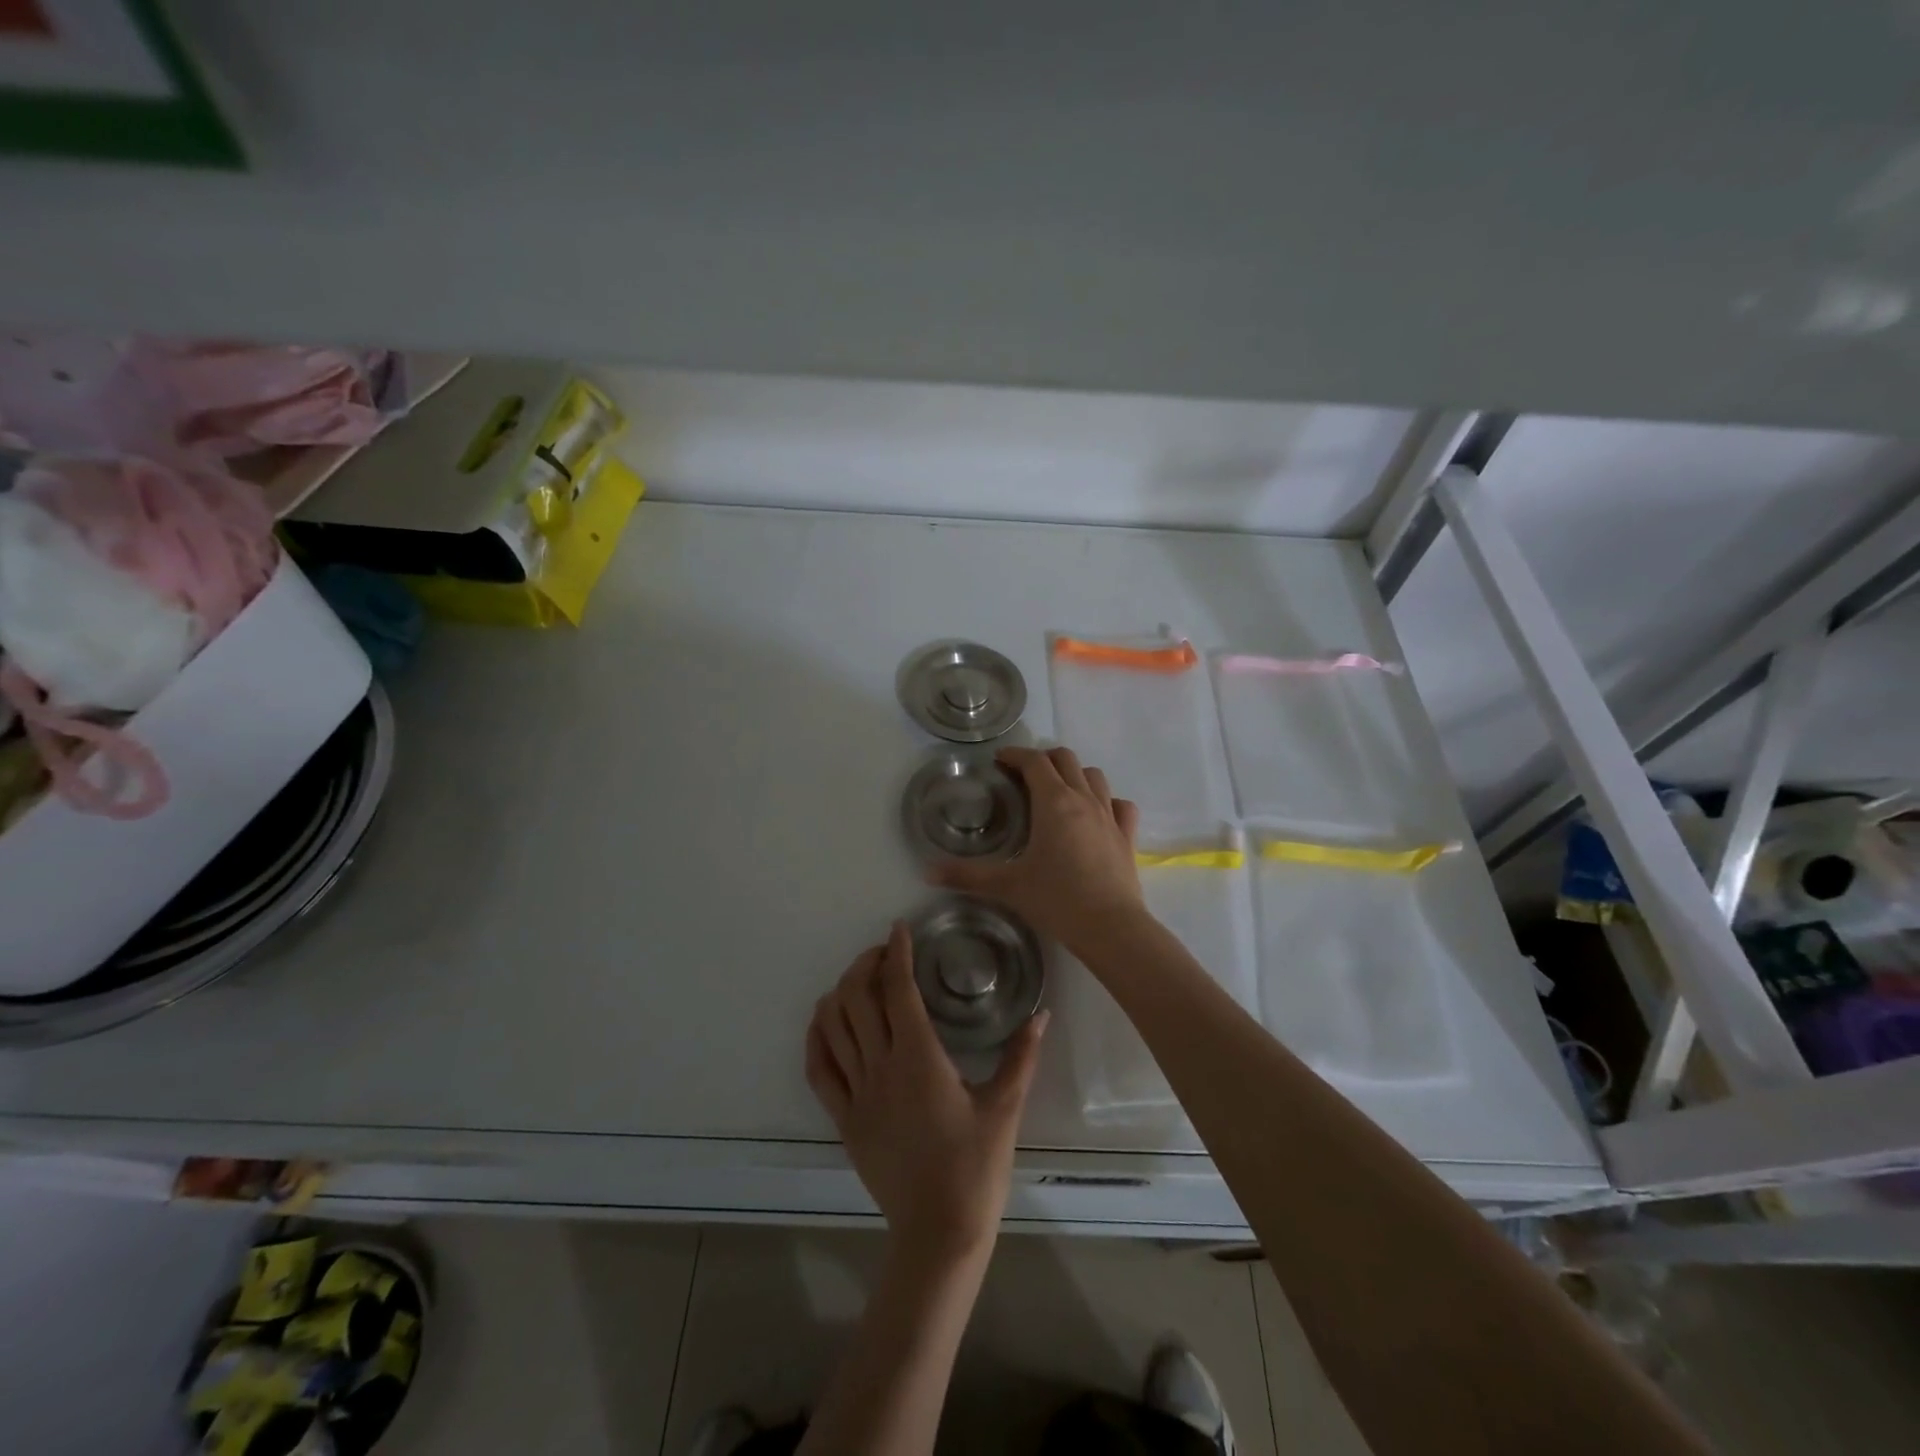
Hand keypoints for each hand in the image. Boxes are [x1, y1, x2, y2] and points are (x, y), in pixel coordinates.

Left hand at [806, 921, 1047, 1264]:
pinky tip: (824, 1021)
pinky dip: (816, 1037)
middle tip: (885, 953)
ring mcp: (856, 1093)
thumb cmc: (976, 1168)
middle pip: (857, 997)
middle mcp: (881, 1067)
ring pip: (832, 1026)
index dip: (897, 952)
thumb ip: (1022, 1055)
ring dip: (840, 992)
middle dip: (866, 964)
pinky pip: (818, 1069)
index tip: (900, 929)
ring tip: (858, 979)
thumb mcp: (1005, 1107)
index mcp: (919, 1058)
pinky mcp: (844, 1119)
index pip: (898, 988)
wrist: (939, 1232)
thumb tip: (1042, 1013)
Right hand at [929, 746, 1144, 955]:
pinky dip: (1108, 801)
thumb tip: (927, 872)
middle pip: (1066, 759)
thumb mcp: (1007, 886)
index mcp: (1053, 802)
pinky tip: (1097, 814)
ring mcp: (1109, 816)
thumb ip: (966, 875)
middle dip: (1044, 759)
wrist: (1110, 927)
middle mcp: (1083, 799)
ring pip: (1095, 776)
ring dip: (1075, 775)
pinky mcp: (1127, 836)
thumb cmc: (1056, 900)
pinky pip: (1121, 806)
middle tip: (1025, 775)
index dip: (1015, 755)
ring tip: (1058, 791)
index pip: (1033, 762)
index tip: (1000, 760)